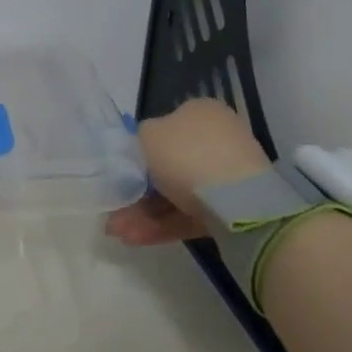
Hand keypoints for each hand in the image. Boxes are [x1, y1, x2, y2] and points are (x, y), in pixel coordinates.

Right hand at [105, 97, 269, 245]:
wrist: (237, 201)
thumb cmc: (186, 156)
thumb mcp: (147, 135)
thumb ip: (139, 139)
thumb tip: (144, 148)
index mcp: (200, 113)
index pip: (164, 128)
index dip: (138, 150)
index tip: (118, 173)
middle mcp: (217, 139)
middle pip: (168, 166)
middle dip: (137, 191)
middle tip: (114, 209)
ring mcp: (226, 176)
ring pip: (175, 194)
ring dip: (143, 213)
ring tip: (118, 232)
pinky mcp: (231, 208)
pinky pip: (190, 214)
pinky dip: (162, 225)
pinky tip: (135, 239)